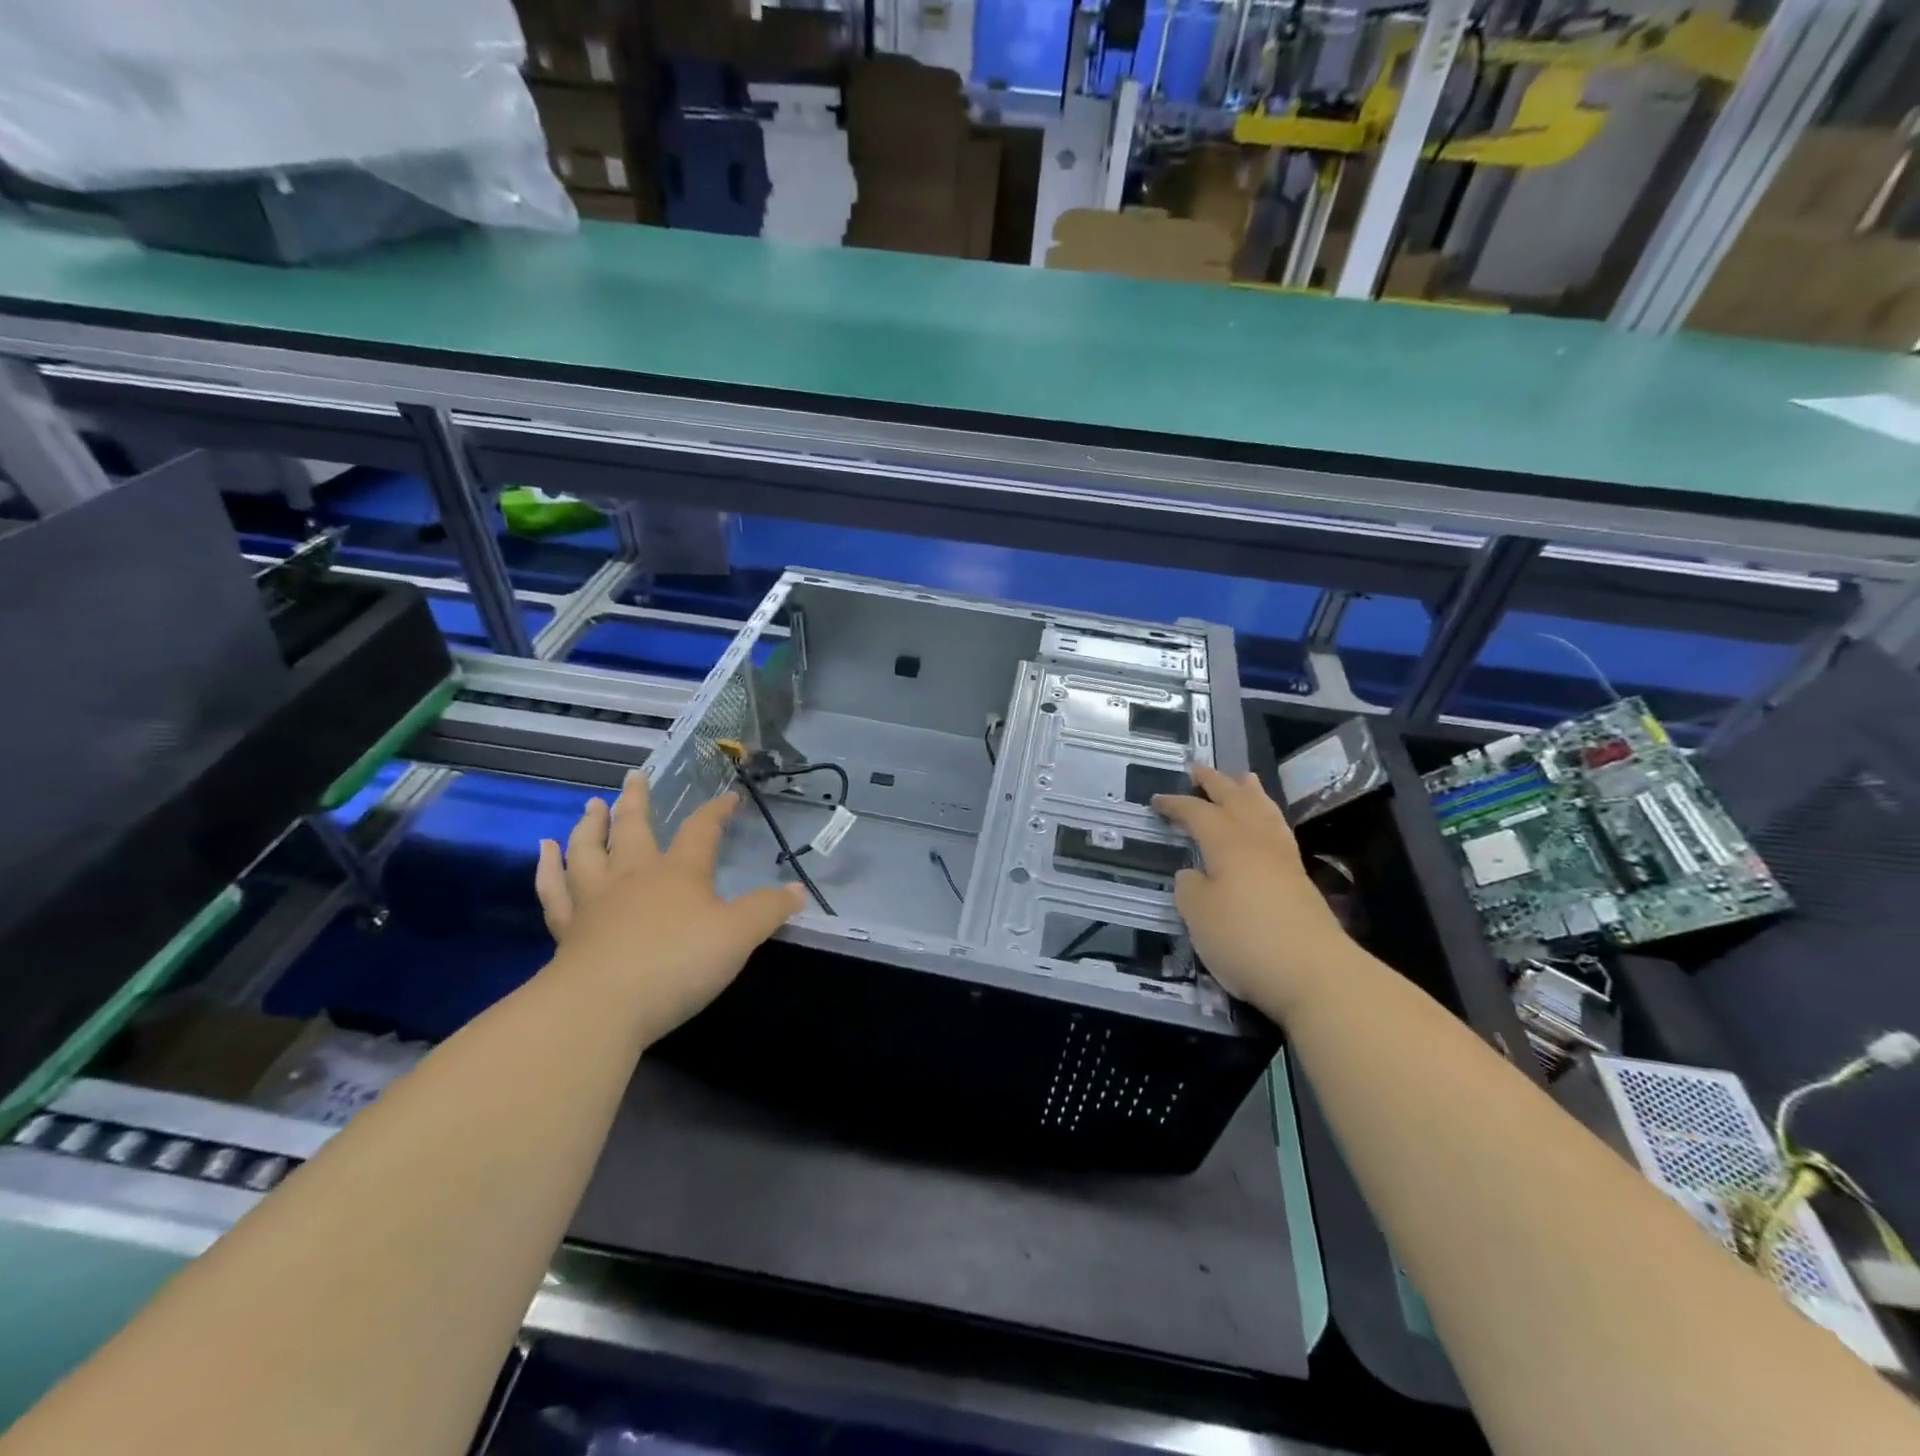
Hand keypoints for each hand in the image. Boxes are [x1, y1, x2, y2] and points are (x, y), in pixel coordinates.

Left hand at [535, 772, 804, 1043]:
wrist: (601, 1007)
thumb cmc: (677, 963)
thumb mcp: (739, 936)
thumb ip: (768, 910)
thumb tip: (798, 890)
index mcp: (678, 872)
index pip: (700, 830)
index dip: (715, 811)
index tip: (728, 797)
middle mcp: (634, 876)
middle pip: (634, 828)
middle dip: (637, 802)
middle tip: (634, 776)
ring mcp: (595, 901)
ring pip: (588, 851)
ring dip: (590, 826)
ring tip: (591, 806)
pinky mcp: (567, 930)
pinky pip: (554, 889)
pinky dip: (548, 867)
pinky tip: (545, 851)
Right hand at [1153, 763, 1355, 1020]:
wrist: (1315, 975)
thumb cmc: (1246, 940)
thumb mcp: (1199, 916)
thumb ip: (1190, 888)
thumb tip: (1194, 875)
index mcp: (1228, 844)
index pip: (1197, 813)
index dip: (1176, 805)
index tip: (1156, 800)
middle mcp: (1257, 843)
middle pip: (1236, 801)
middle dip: (1216, 783)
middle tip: (1199, 768)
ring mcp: (1284, 861)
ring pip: (1265, 813)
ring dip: (1251, 793)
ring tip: (1244, 778)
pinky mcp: (1300, 883)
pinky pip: (1279, 833)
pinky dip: (1269, 818)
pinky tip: (1267, 826)